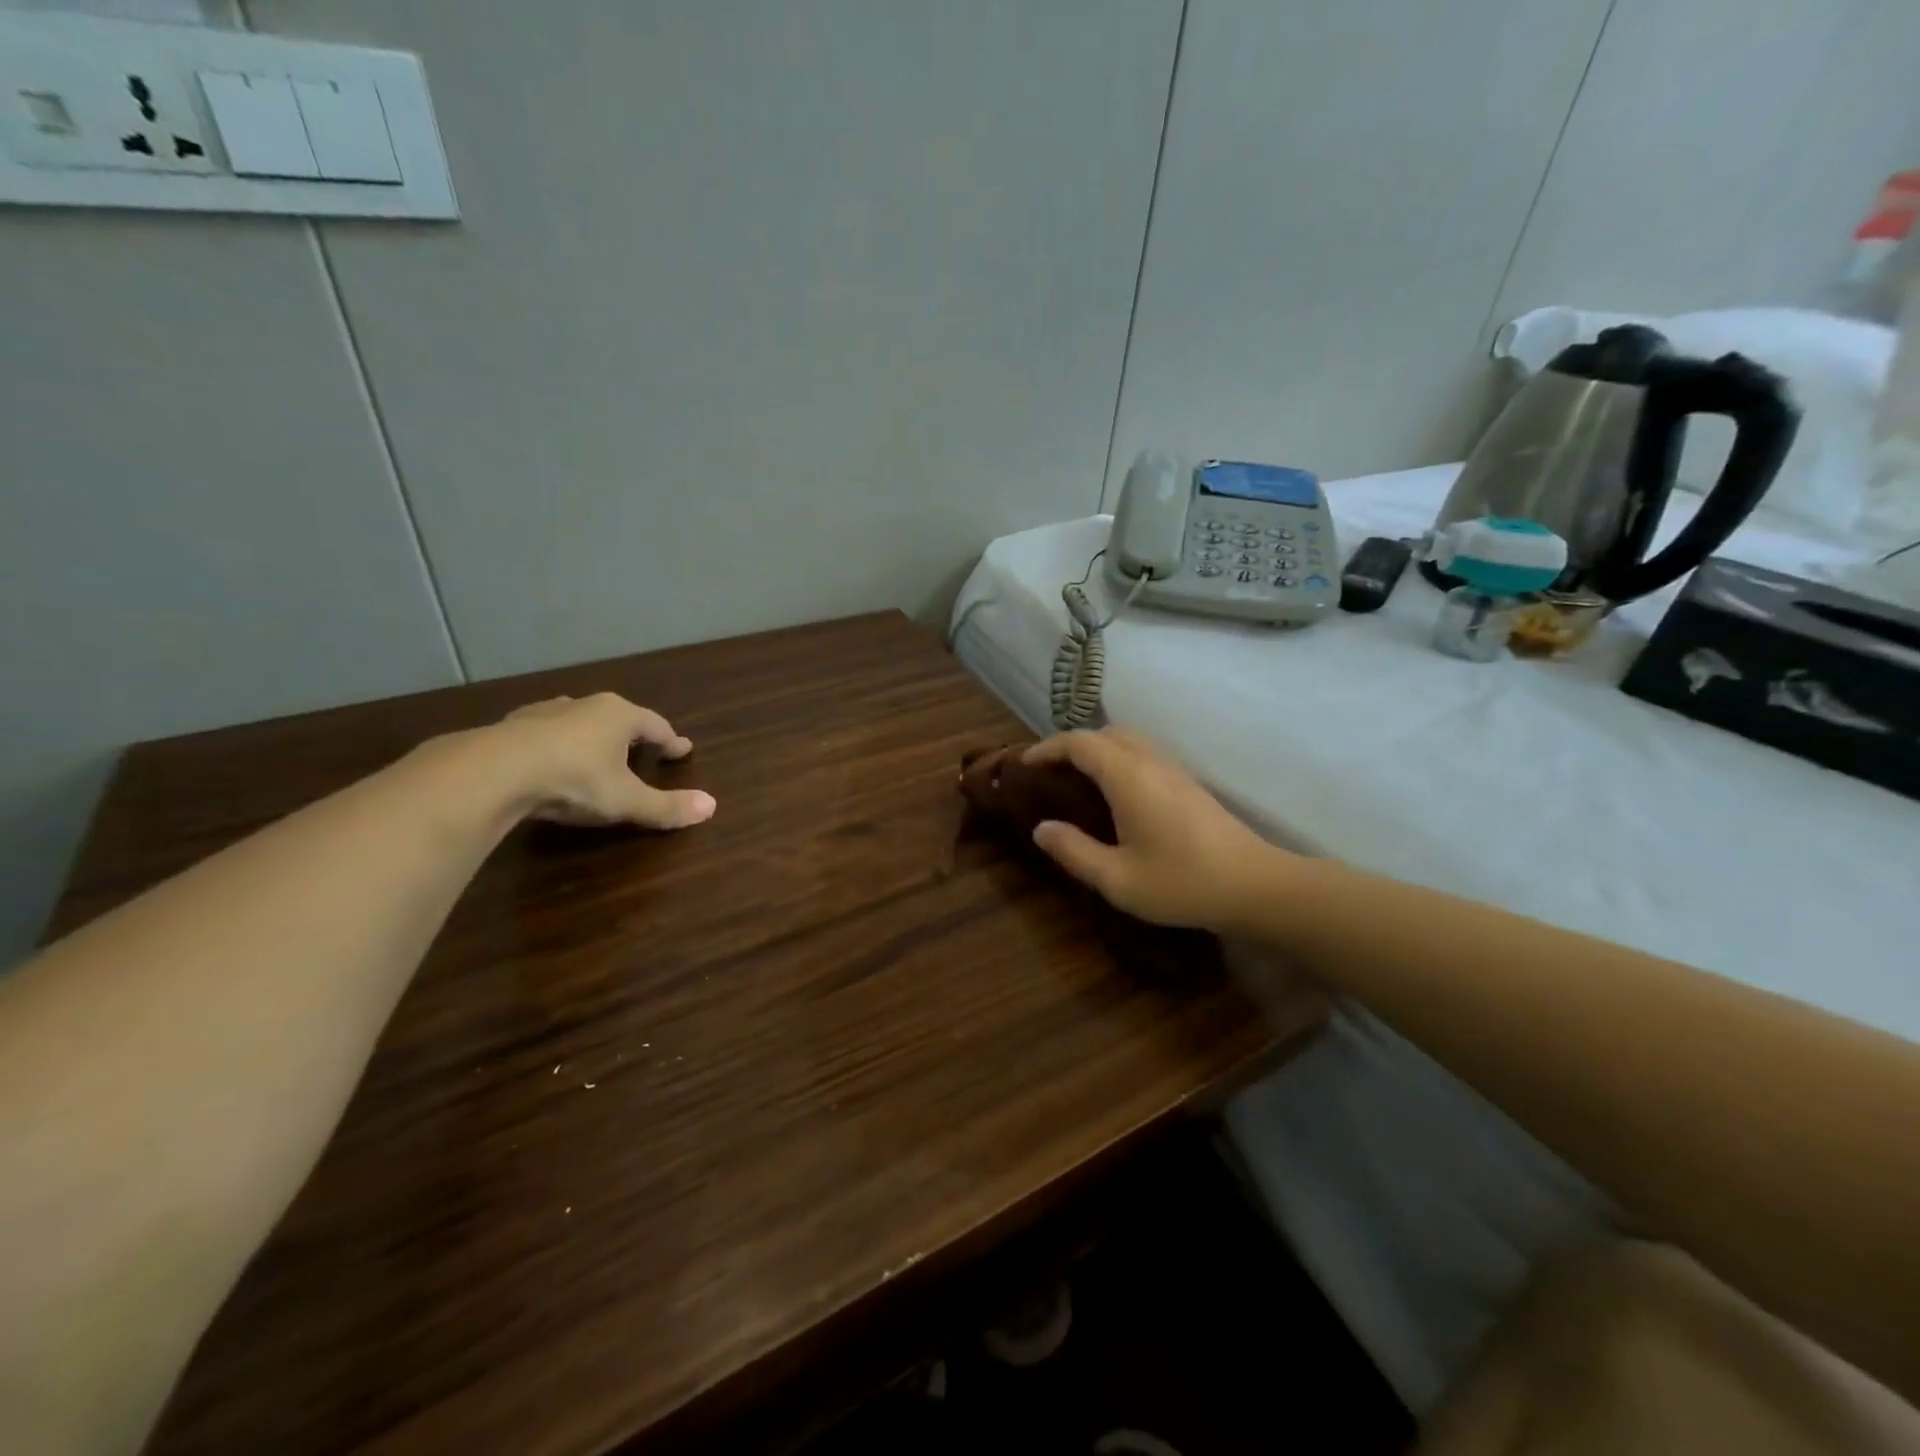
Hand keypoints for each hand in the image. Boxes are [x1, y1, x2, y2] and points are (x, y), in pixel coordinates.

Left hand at [494, 693, 715, 829]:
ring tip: (595, 752)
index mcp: (619, 716)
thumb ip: (667, 806)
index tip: (682, 750)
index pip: (656, 726)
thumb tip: (711, 807)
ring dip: (590, 736)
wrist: (493, 773)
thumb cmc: (574, 780)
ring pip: (578, 721)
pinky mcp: (510, 727)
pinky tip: (549, 760)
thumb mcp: (627, 801)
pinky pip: (543, 733)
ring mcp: (544, 713)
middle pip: (617, 717)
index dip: (671, 741)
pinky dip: (555, 745)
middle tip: (641, 750)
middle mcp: (585, 705)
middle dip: (631, 734)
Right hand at [1022, 729, 1280, 931]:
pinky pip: (1144, 756)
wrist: (1255, 886)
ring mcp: (1174, 771)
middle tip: (1049, 773)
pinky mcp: (1189, 785)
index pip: (1080, 743)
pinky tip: (1115, 795)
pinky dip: (1119, 761)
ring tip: (1077, 781)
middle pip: (1105, 734)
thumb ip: (1074, 851)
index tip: (1024, 764)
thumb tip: (1041, 829)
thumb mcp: (1118, 879)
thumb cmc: (1182, 883)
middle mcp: (1150, 763)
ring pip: (1128, 741)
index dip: (1048, 748)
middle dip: (1072, 745)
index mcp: (1128, 777)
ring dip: (1098, 751)